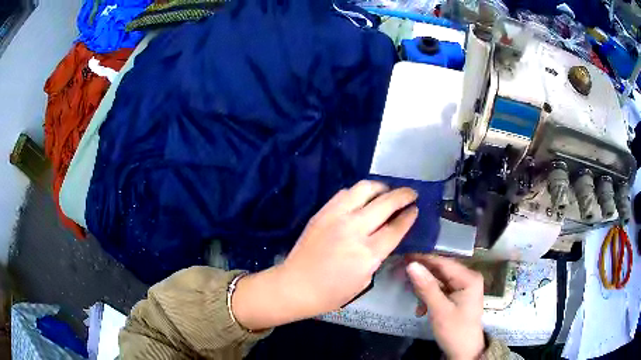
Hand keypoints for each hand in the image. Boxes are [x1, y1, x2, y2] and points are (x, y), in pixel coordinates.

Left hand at [232, 180, 417, 329]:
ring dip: (380, 187)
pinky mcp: (322, 212)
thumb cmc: (331, 293)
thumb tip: (386, 236)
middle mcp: (354, 229)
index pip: (396, 227)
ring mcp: (336, 217)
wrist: (295, 286)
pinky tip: (362, 199)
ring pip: (364, 189)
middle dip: (403, 195)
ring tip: (387, 192)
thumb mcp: (364, 280)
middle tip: (411, 193)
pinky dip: (358, 192)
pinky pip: (344, 193)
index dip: (409, 216)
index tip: (416, 208)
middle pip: (385, 202)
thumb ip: (377, 256)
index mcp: (367, 253)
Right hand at [406, 255, 484, 359]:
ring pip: (439, 280)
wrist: (464, 351)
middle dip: (422, 276)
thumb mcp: (439, 310)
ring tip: (414, 299)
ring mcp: (464, 286)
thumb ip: (426, 287)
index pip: (443, 262)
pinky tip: (421, 308)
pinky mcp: (458, 295)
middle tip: (402, 275)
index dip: (423, 259)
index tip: (403, 256)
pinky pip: (441, 289)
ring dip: (425, 289)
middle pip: (441, 270)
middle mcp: (468, 277)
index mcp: (469, 277)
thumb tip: (411, 265)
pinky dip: (429, 296)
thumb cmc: (455, 331)